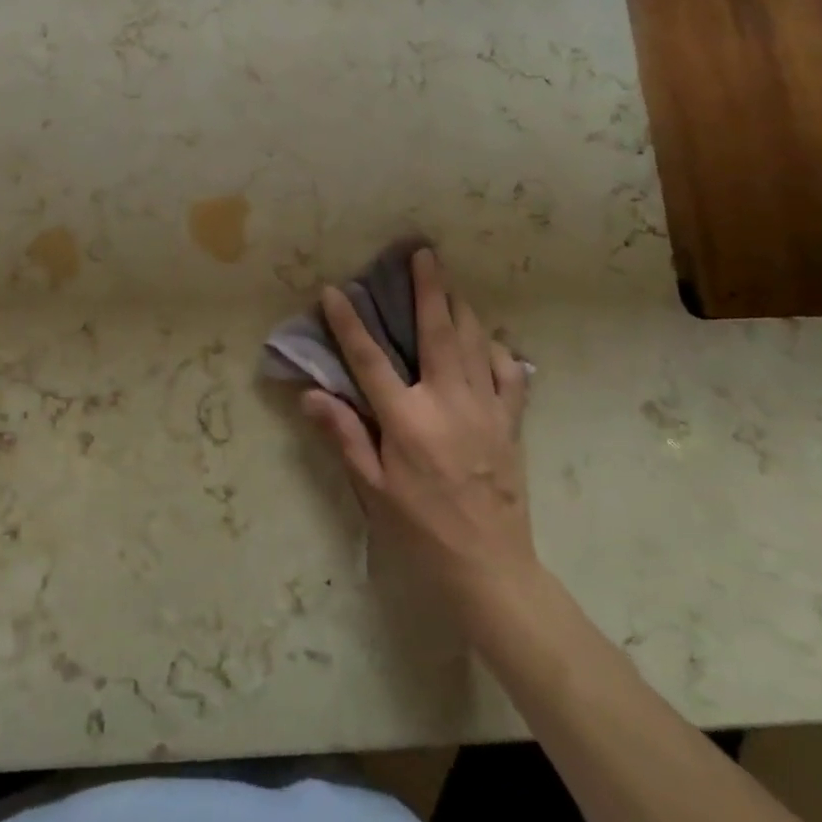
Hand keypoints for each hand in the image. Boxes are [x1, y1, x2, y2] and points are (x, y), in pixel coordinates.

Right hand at [300, 248, 539, 619]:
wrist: (491, 568)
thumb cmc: (422, 529)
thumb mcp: (374, 489)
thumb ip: (344, 435)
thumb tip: (311, 393)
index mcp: (408, 420)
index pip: (370, 359)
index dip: (349, 322)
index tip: (335, 291)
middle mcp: (449, 403)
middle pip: (437, 332)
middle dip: (428, 288)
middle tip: (422, 253)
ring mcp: (486, 409)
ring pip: (475, 343)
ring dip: (461, 307)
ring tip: (449, 282)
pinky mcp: (511, 422)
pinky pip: (509, 374)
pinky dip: (497, 350)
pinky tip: (488, 341)